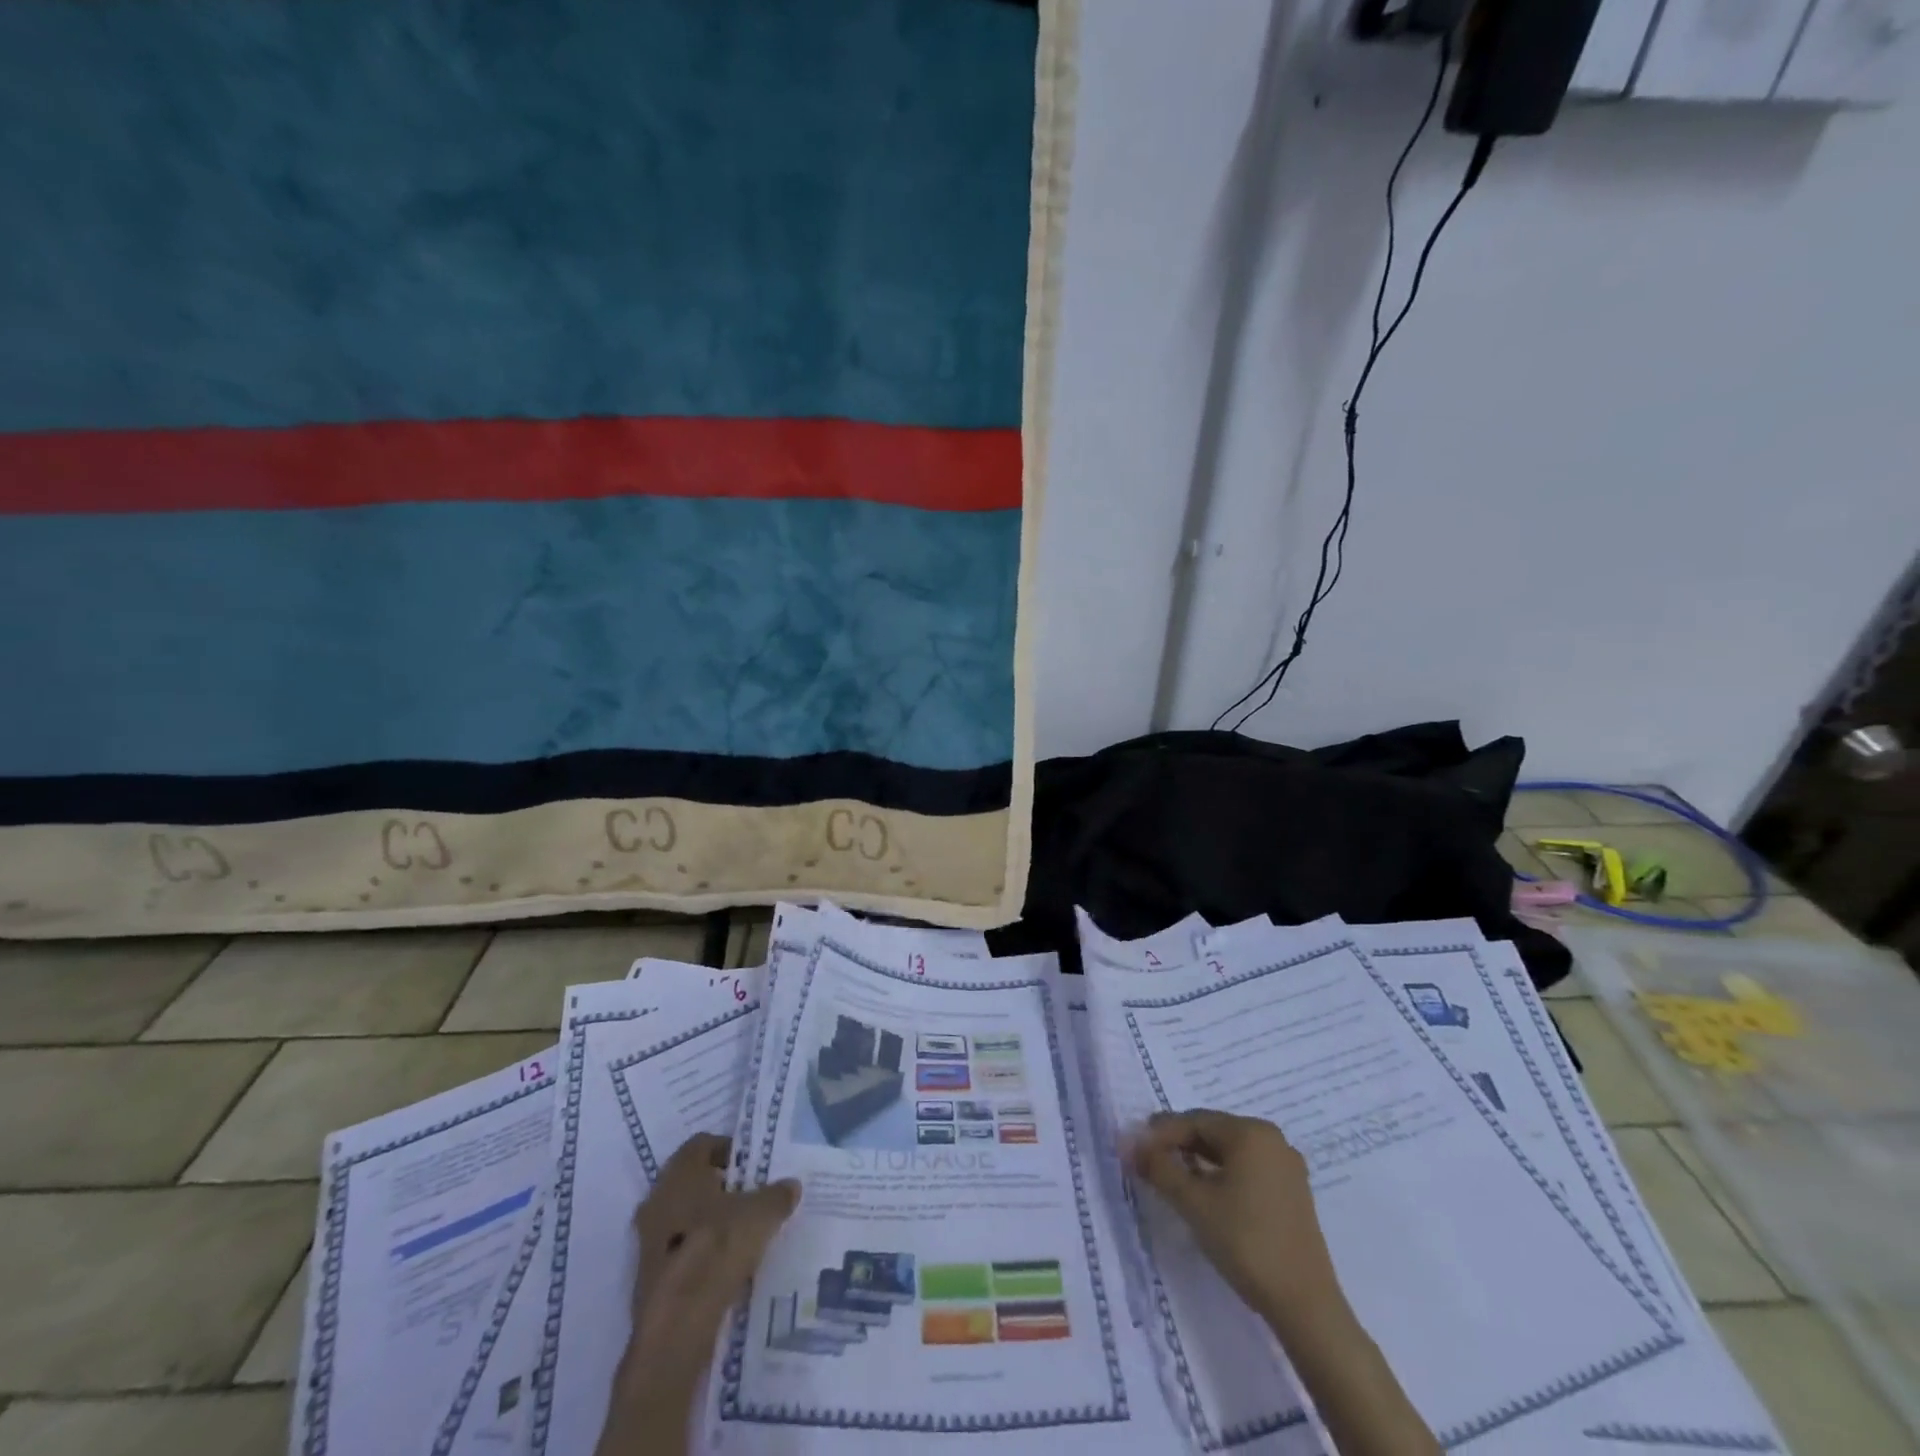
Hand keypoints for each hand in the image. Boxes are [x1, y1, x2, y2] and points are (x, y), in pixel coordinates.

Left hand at [626, 1133, 800, 1381]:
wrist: (677, 1324)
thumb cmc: (717, 1247)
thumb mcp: (761, 1214)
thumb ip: (777, 1195)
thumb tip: (791, 1185)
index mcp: (679, 1174)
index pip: (701, 1144)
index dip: (727, 1149)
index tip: (751, 1164)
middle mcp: (657, 1200)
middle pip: (691, 1181)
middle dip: (719, 1186)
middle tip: (749, 1194)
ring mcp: (648, 1240)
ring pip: (683, 1217)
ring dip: (708, 1221)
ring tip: (742, 1231)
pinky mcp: (649, 1277)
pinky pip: (679, 1250)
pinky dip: (699, 1252)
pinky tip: (725, 1264)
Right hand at [1130, 1109, 1343, 1336]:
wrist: (1305, 1305)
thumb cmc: (1245, 1242)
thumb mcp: (1193, 1202)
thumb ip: (1159, 1168)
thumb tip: (1130, 1144)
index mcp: (1251, 1132)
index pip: (1194, 1121)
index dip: (1160, 1133)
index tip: (1134, 1148)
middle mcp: (1272, 1139)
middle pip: (1213, 1132)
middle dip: (1179, 1144)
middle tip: (1150, 1161)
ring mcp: (1287, 1167)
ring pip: (1230, 1152)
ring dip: (1199, 1160)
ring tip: (1173, 1177)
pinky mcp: (1293, 1193)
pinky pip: (1248, 1169)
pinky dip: (1222, 1175)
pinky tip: (1207, 1193)